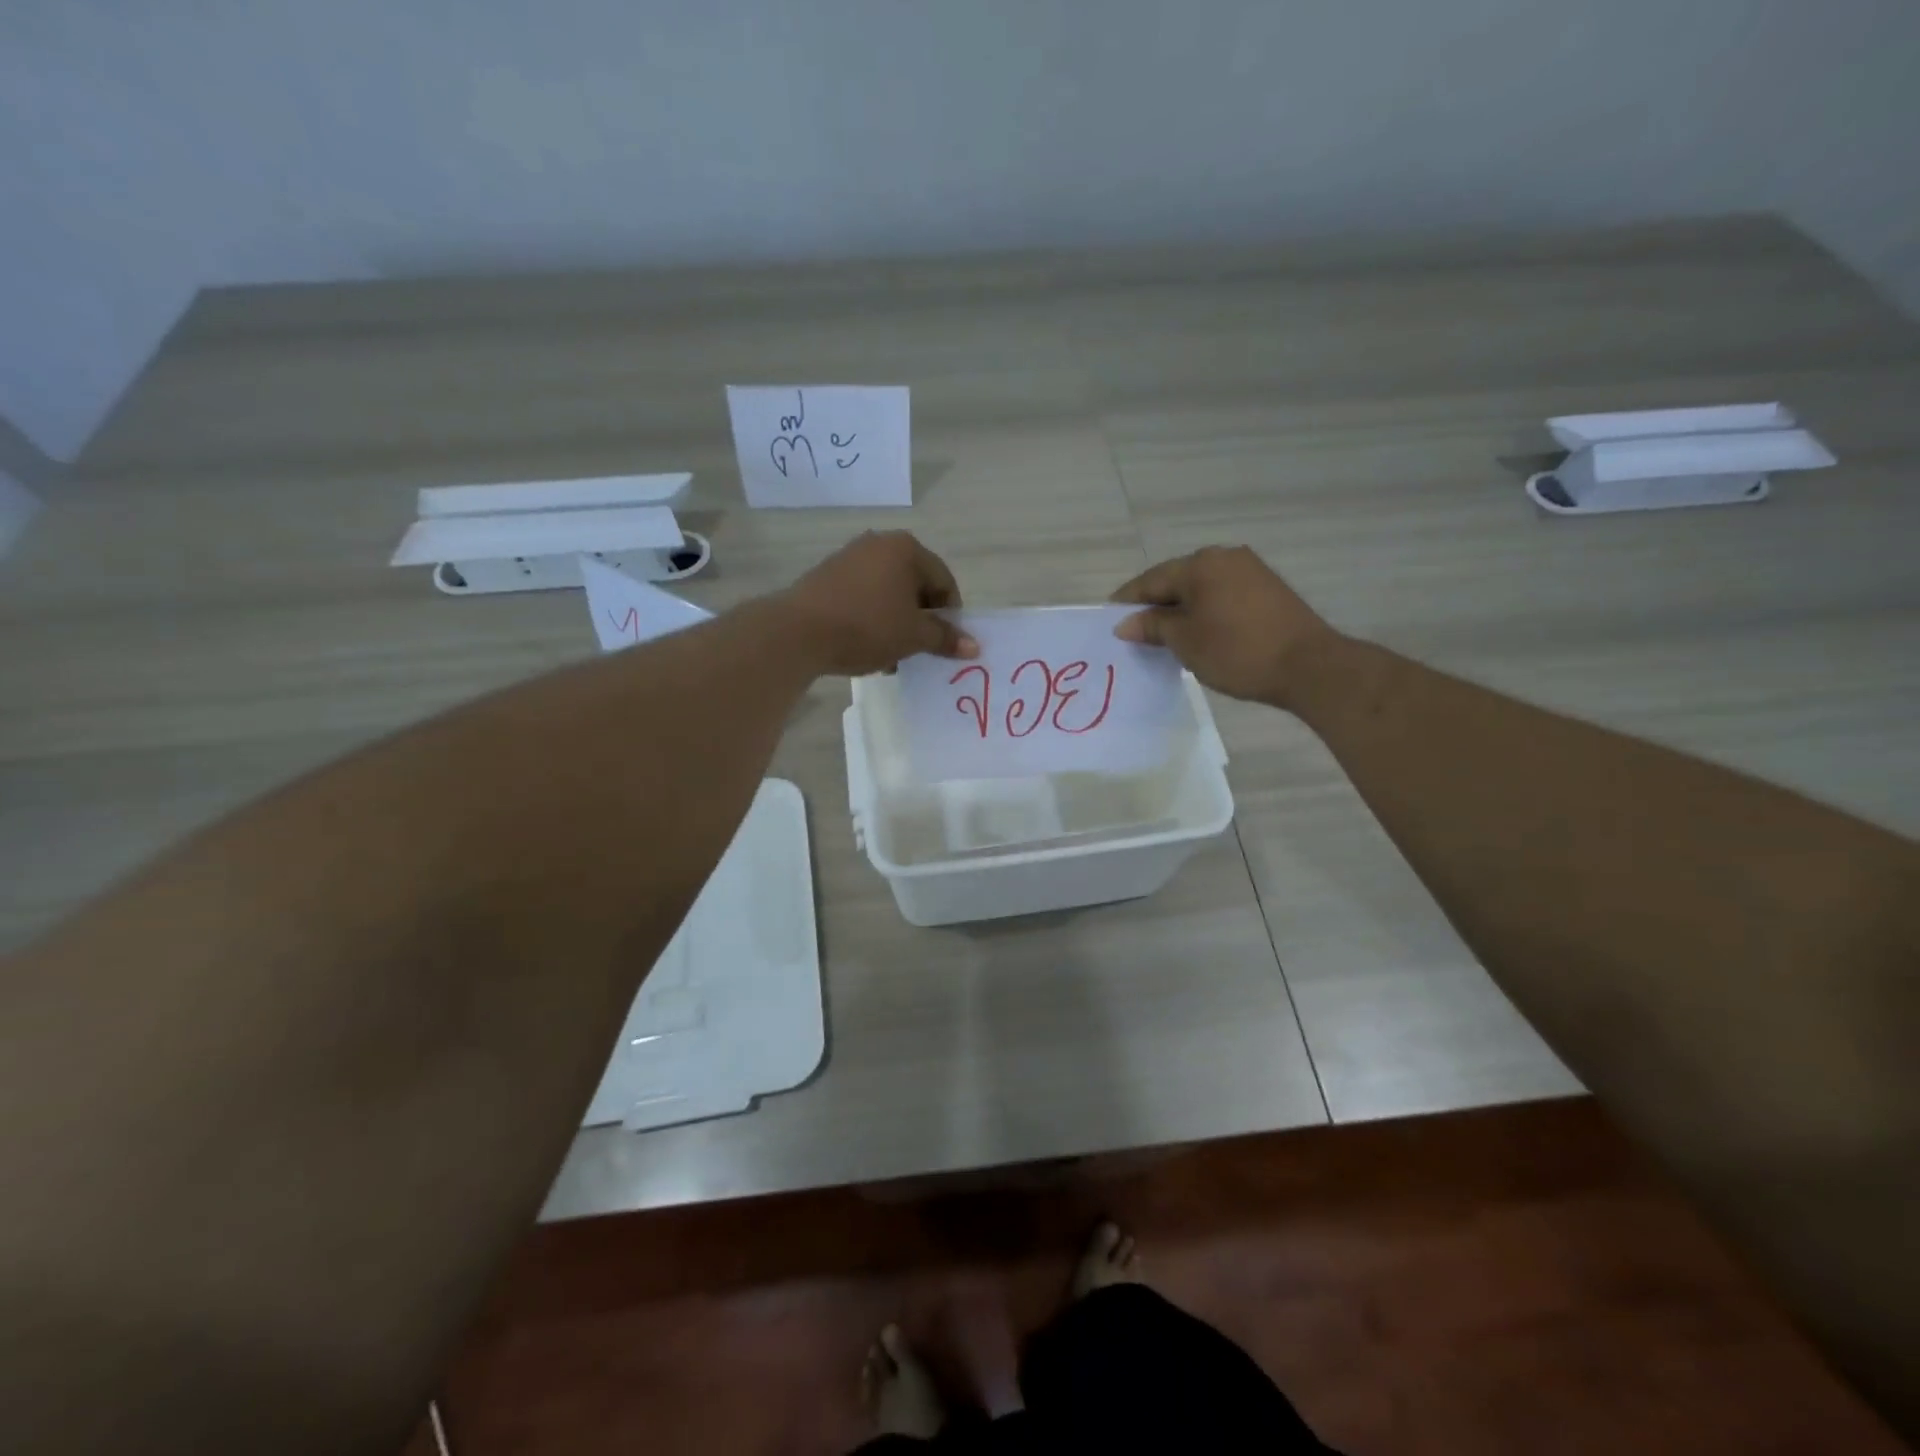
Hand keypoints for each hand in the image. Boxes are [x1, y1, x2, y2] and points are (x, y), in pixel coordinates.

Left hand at [780, 531, 979, 675]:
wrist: (798, 632)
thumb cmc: (867, 627)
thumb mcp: (913, 636)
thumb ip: (945, 638)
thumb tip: (974, 646)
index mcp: (906, 549)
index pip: (944, 581)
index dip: (950, 615)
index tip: (945, 643)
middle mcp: (879, 544)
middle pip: (915, 585)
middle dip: (921, 619)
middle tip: (920, 649)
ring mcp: (849, 558)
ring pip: (888, 593)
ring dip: (897, 623)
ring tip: (892, 654)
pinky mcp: (827, 576)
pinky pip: (863, 597)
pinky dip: (872, 619)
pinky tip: (866, 646)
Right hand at [1112, 546, 1333, 705]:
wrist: (1308, 666)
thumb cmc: (1237, 651)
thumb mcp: (1184, 642)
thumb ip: (1152, 626)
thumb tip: (1125, 623)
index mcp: (1200, 564)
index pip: (1151, 580)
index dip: (1128, 602)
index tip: (1110, 621)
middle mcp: (1224, 557)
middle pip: (1176, 580)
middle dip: (1154, 605)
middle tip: (1135, 632)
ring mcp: (1250, 570)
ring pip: (1200, 588)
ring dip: (1180, 609)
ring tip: (1164, 637)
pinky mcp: (1267, 589)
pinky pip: (1222, 595)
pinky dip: (1204, 611)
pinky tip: (1198, 632)